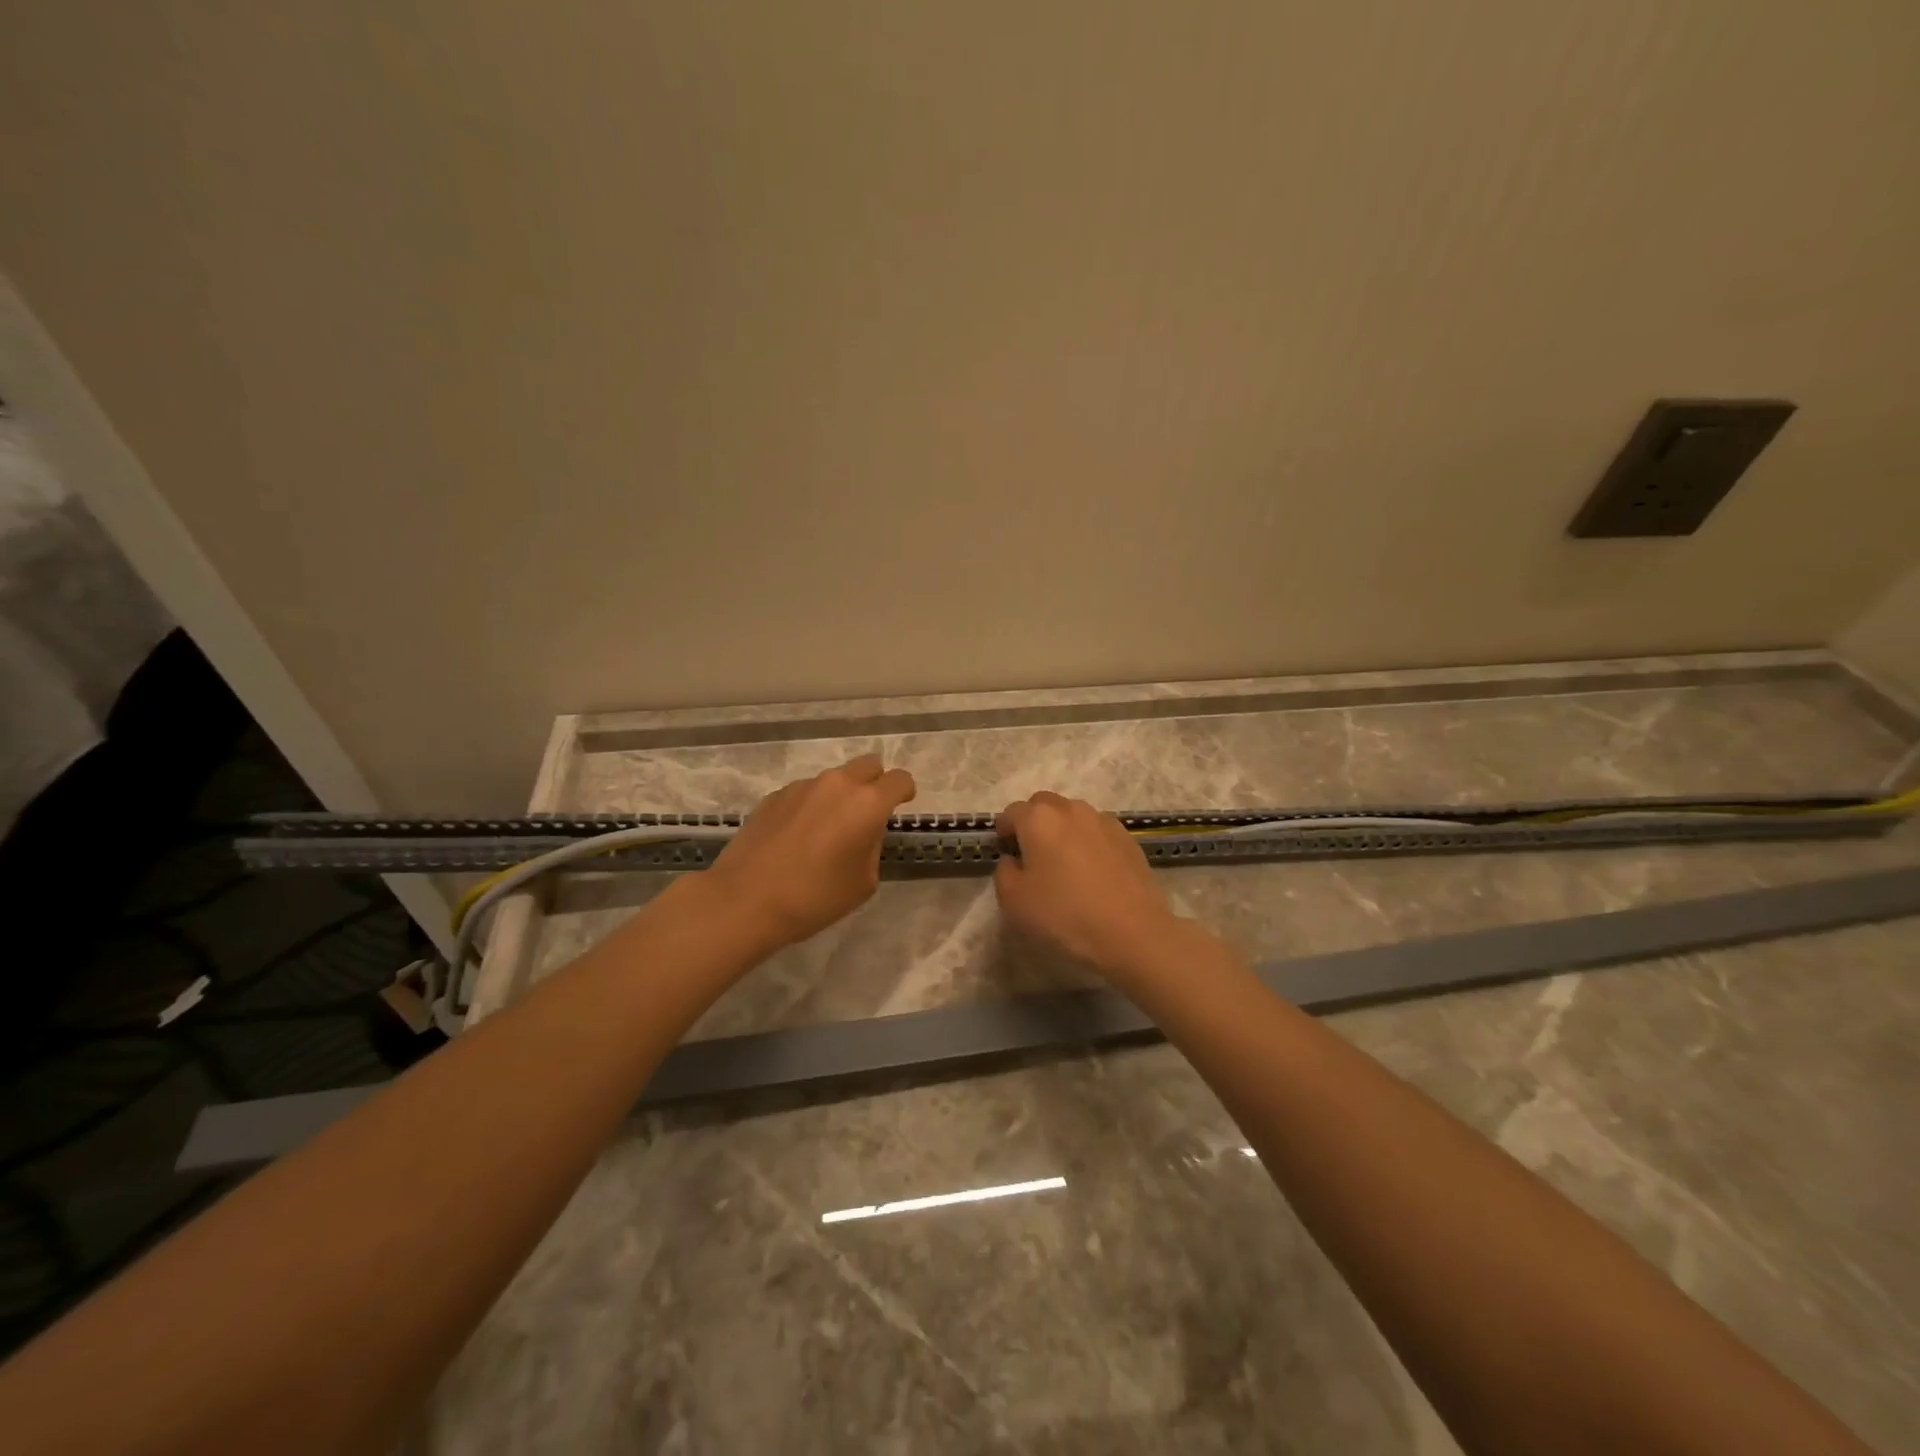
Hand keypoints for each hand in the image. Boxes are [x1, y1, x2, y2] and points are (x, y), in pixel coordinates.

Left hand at [706, 755, 916, 950]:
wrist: (745, 900)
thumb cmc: (814, 897)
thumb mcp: (863, 882)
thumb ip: (872, 847)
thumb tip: (863, 831)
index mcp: (867, 803)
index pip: (899, 780)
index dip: (904, 792)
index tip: (901, 806)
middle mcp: (837, 784)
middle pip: (868, 765)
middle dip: (875, 783)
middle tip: (867, 815)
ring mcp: (802, 786)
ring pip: (834, 779)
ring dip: (839, 796)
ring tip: (826, 833)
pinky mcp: (774, 796)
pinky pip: (805, 792)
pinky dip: (811, 806)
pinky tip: (797, 838)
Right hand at [992, 792, 1183, 977]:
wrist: (1131, 932)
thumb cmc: (1064, 915)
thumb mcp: (1013, 901)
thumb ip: (1004, 872)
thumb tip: (1014, 860)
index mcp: (1039, 819)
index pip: (1012, 812)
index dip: (1004, 830)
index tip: (1005, 852)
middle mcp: (1071, 810)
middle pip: (1044, 805)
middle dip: (1033, 822)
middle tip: (1032, 855)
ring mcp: (1104, 822)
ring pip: (1074, 815)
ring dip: (1063, 830)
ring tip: (1065, 863)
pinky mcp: (1128, 839)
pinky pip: (1098, 831)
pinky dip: (1089, 842)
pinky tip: (1092, 872)